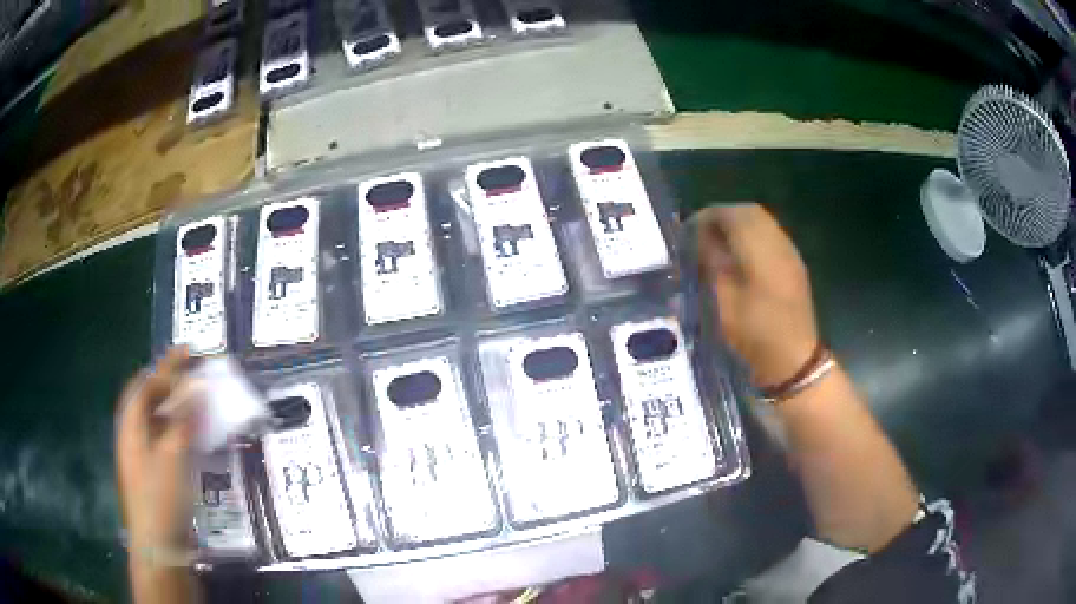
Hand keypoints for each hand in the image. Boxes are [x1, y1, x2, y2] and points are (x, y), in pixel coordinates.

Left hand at [117, 348, 195, 558]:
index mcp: (132, 425)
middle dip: (167, 382)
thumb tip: (196, 387)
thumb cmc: (161, 498)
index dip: (167, 367)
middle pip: (147, 399)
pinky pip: (162, 439)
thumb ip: (183, 419)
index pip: (146, 384)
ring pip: (155, 419)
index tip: (189, 352)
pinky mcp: (151, 474)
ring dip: (173, 405)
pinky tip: (189, 435)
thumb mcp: (174, 456)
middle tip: (190, 373)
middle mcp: (132, 435)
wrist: (158, 547)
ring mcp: (140, 456)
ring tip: (193, 399)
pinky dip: (176, 429)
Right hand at [695, 204, 818, 386]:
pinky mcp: (795, 265)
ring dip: (739, 225)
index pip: (732, 214)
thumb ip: (713, 263)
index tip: (689, 229)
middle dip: (724, 216)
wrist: (794, 360)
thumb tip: (701, 239)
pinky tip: (741, 257)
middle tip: (702, 234)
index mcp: (760, 250)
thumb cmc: (755, 334)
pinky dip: (753, 236)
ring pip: (763, 222)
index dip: (708, 216)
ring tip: (719, 244)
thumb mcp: (724, 302)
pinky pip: (772, 236)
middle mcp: (778, 243)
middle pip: (750, 212)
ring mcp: (790, 253)